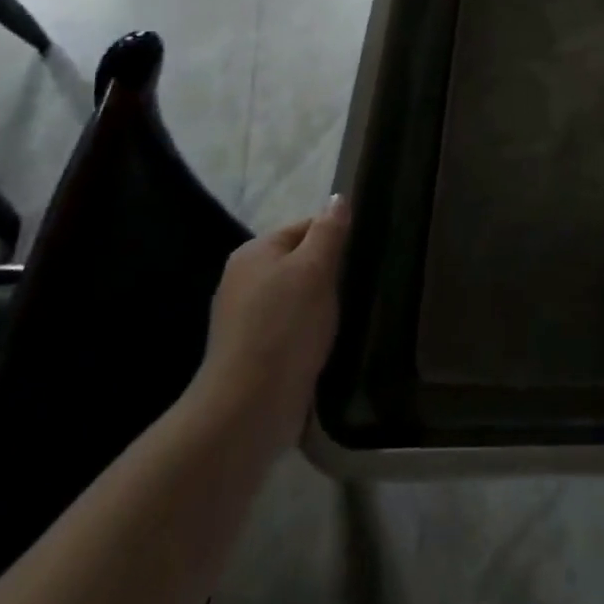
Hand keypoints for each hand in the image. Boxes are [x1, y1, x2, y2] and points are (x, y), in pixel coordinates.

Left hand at [189, 196, 350, 455]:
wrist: (249, 406)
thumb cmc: (285, 326)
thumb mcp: (315, 269)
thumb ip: (329, 231)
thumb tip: (338, 197)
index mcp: (253, 252)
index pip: (305, 227)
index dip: (335, 238)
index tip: (361, 256)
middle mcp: (242, 279)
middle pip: (299, 261)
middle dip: (328, 272)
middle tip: (357, 286)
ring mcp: (244, 317)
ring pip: (296, 295)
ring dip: (320, 303)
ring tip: (346, 315)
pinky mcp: (252, 350)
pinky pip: (289, 325)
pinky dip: (308, 329)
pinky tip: (326, 341)